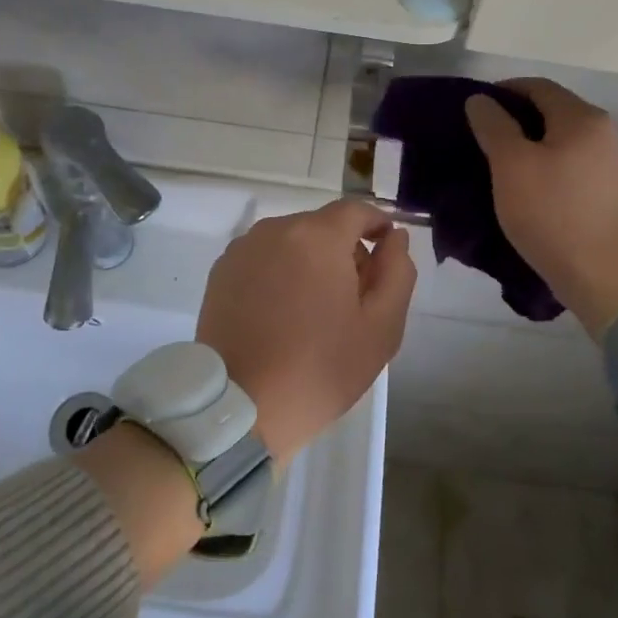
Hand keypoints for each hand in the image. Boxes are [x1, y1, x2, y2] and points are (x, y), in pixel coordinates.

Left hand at [196, 199, 415, 461]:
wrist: (241, 406)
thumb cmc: (319, 368)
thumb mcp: (381, 327)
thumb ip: (396, 271)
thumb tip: (395, 237)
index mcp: (317, 236)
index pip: (356, 210)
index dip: (377, 224)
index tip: (387, 251)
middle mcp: (276, 229)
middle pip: (322, 226)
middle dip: (344, 250)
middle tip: (354, 297)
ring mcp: (243, 249)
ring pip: (291, 242)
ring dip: (310, 262)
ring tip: (314, 310)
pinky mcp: (221, 271)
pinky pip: (264, 258)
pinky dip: (279, 273)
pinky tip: (281, 313)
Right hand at [465, 78, 617, 335]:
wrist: (605, 278)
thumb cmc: (553, 214)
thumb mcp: (511, 166)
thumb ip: (493, 126)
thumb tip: (480, 100)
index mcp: (582, 118)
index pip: (537, 86)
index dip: (502, 91)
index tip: (473, 109)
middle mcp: (604, 132)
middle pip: (552, 111)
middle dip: (514, 118)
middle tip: (480, 138)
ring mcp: (611, 163)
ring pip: (560, 139)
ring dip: (529, 144)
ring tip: (497, 164)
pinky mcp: (609, 191)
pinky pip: (570, 163)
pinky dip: (545, 165)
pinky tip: (525, 187)